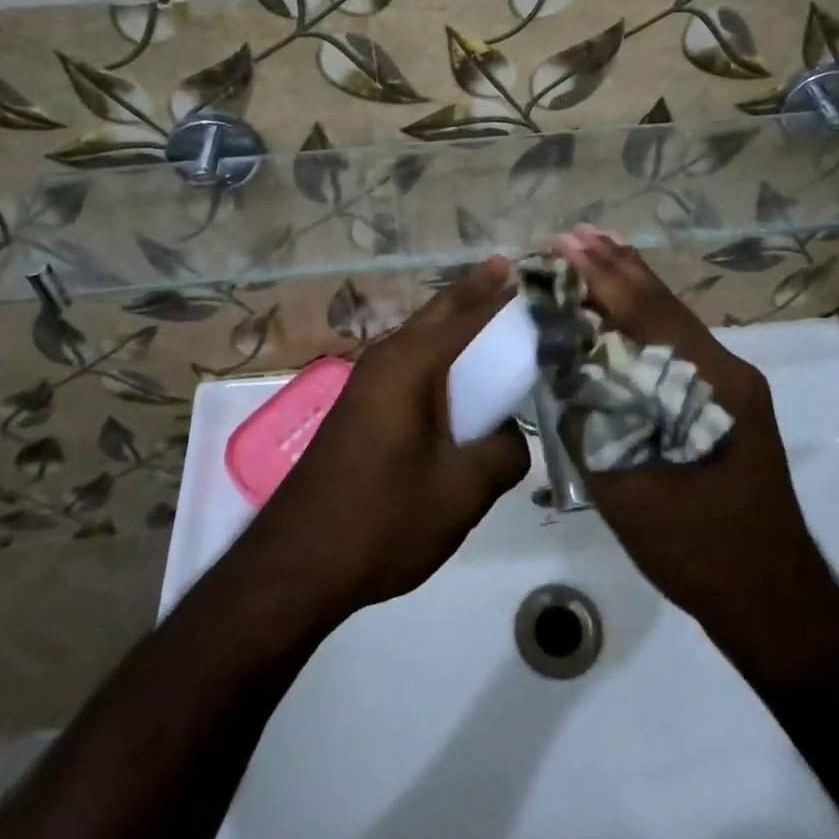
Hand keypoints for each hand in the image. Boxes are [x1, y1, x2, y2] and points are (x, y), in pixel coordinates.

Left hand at [242, 259, 529, 619]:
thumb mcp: (461, 491)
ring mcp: (370, 381)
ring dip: (458, 321)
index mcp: (409, 363)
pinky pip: (414, 363)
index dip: (507, 299)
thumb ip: (504, 452)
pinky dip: (444, 354)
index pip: (470, 316)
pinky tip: (464, 375)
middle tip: (515, 274)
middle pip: (441, 311)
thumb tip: (511, 435)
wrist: (296, 565)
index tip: (542, 283)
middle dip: (478, 291)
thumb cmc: (381, 520)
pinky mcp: (364, 406)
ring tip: (497, 313)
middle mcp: (387, 357)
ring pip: (424, 335)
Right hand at [549, 228, 838, 674]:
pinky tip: (623, 308)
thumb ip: (594, 421)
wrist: (772, 599)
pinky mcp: (729, 401)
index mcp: (709, 384)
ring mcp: (733, 384)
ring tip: (596, 248)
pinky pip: (679, 344)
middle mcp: (727, 369)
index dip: (603, 276)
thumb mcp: (628, 490)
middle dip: (617, 266)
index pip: (647, 313)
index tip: (564, 243)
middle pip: (664, 304)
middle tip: (574, 233)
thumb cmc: (698, 549)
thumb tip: (562, 368)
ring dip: (632, 285)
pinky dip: (646, 316)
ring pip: (674, 320)